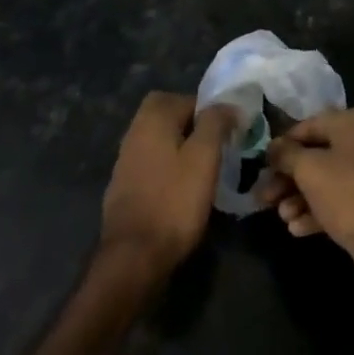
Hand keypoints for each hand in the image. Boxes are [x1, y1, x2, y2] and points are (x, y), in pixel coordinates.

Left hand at [99, 91, 235, 280]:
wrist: (133, 256)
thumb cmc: (174, 201)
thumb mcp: (204, 158)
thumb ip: (215, 123)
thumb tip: (226, 103)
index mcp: (153, 117)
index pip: (188, 98)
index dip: (212, 112)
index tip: (230, 132)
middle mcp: (135, 131)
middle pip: (169, 114)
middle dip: (193, 125)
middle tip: (215, 147)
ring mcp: (125, 159)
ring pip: (160, 139)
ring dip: (181, 147)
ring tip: (203, 170)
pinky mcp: (124, 185)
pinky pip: (152, 162)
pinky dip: (168, 167)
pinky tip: (182, 188)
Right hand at [262, 106, 353, 279]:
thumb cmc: (348, 193)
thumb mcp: (308, 170)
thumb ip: (286, 154)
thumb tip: (273, 147)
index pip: (311, 125)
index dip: (283, 146)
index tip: (264, 165)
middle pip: (320, 154)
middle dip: (290, 178)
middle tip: (266, 198)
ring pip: (331, 179)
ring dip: (302, 197)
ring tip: (283, 217)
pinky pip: (346, 198)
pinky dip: (322, 209)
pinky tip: (298, 229)